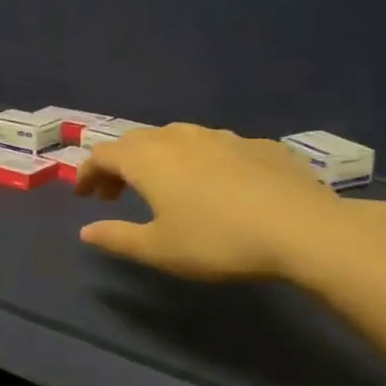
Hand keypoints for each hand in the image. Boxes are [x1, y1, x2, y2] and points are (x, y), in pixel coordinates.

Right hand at [74, 124, 347, 280]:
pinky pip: (215, 147)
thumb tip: (86, 231)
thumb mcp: (158, 249)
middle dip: (119, 165)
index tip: (83, 196)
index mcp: (148, 159)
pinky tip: (215, 186)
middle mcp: (179, 137)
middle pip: (136, 141)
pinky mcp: (258, 144)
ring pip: (177, 138)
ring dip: (158, 159)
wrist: (302, 228)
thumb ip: (116, 238)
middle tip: (115, 194)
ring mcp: (222, 136)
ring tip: (163, 187)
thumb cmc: (217, 241)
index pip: (103, 155)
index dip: (86, 173)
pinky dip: (199, 162)